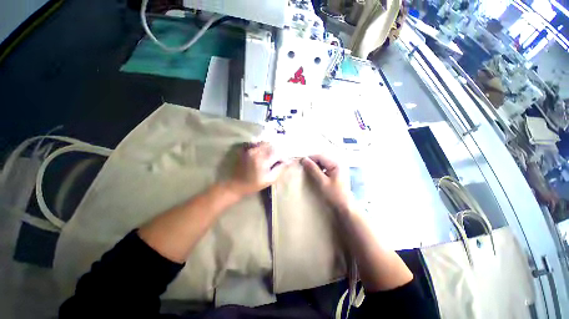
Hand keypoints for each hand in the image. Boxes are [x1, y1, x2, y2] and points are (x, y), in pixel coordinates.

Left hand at [226, 142, 287, 196]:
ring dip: (270, 147)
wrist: (236, 184)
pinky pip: (257, 144)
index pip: (278, 153)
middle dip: (277, 150)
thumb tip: (288, 161)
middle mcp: (257, 151)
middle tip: (278, 158)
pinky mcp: (246, 149)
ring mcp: (250, 149)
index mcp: (263, 160)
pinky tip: (263, 152)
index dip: (283, 156)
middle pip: (272, 145)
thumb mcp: (270, 180)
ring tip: (271, 155)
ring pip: (265, 143)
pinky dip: (263, 146)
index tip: (284, 161)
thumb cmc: (254, 184)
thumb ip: (280, 169)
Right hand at [301, 154, 354, 212]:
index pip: (320, 156)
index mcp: (336, 164)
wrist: (345, 207)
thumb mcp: (322, 182)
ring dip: (315, 165)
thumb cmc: (335, 195)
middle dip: (312, 161)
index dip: (310, 158)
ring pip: (323, 162)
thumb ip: (313, 170)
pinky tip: (315, 174)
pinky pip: (325, 167)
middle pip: (322, 158)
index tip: (301, 163)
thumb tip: (304, 160)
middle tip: (304, 167)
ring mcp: (338, 168)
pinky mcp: (336, 172)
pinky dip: (319, 169)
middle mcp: (338, 163)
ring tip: (308, 170)